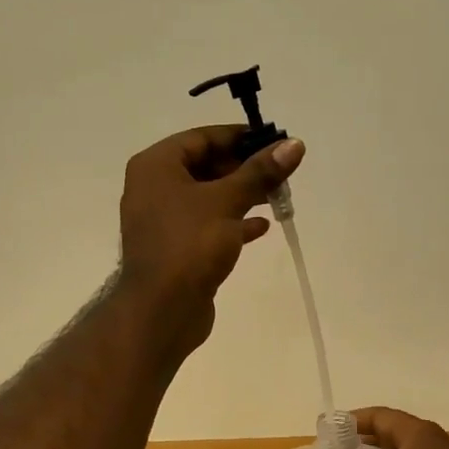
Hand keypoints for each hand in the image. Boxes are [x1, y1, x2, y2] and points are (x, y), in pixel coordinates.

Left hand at [118, 125, 304, 353]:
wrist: (161, 310)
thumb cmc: (189, 244)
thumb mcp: (228, 201)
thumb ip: (260, 172)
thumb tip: (294, 144)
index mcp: (156, 166)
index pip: (202, 137)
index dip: (239, 137)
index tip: (274, 141)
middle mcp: (154, 188)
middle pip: (205, 166)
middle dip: (244, 169)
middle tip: (280, 172)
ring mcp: (163, 221)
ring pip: (208, 197)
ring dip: (242, 196)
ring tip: (278, 197)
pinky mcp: (175, 249)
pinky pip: (207, 225)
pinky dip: (232, 222)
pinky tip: (261, 227)